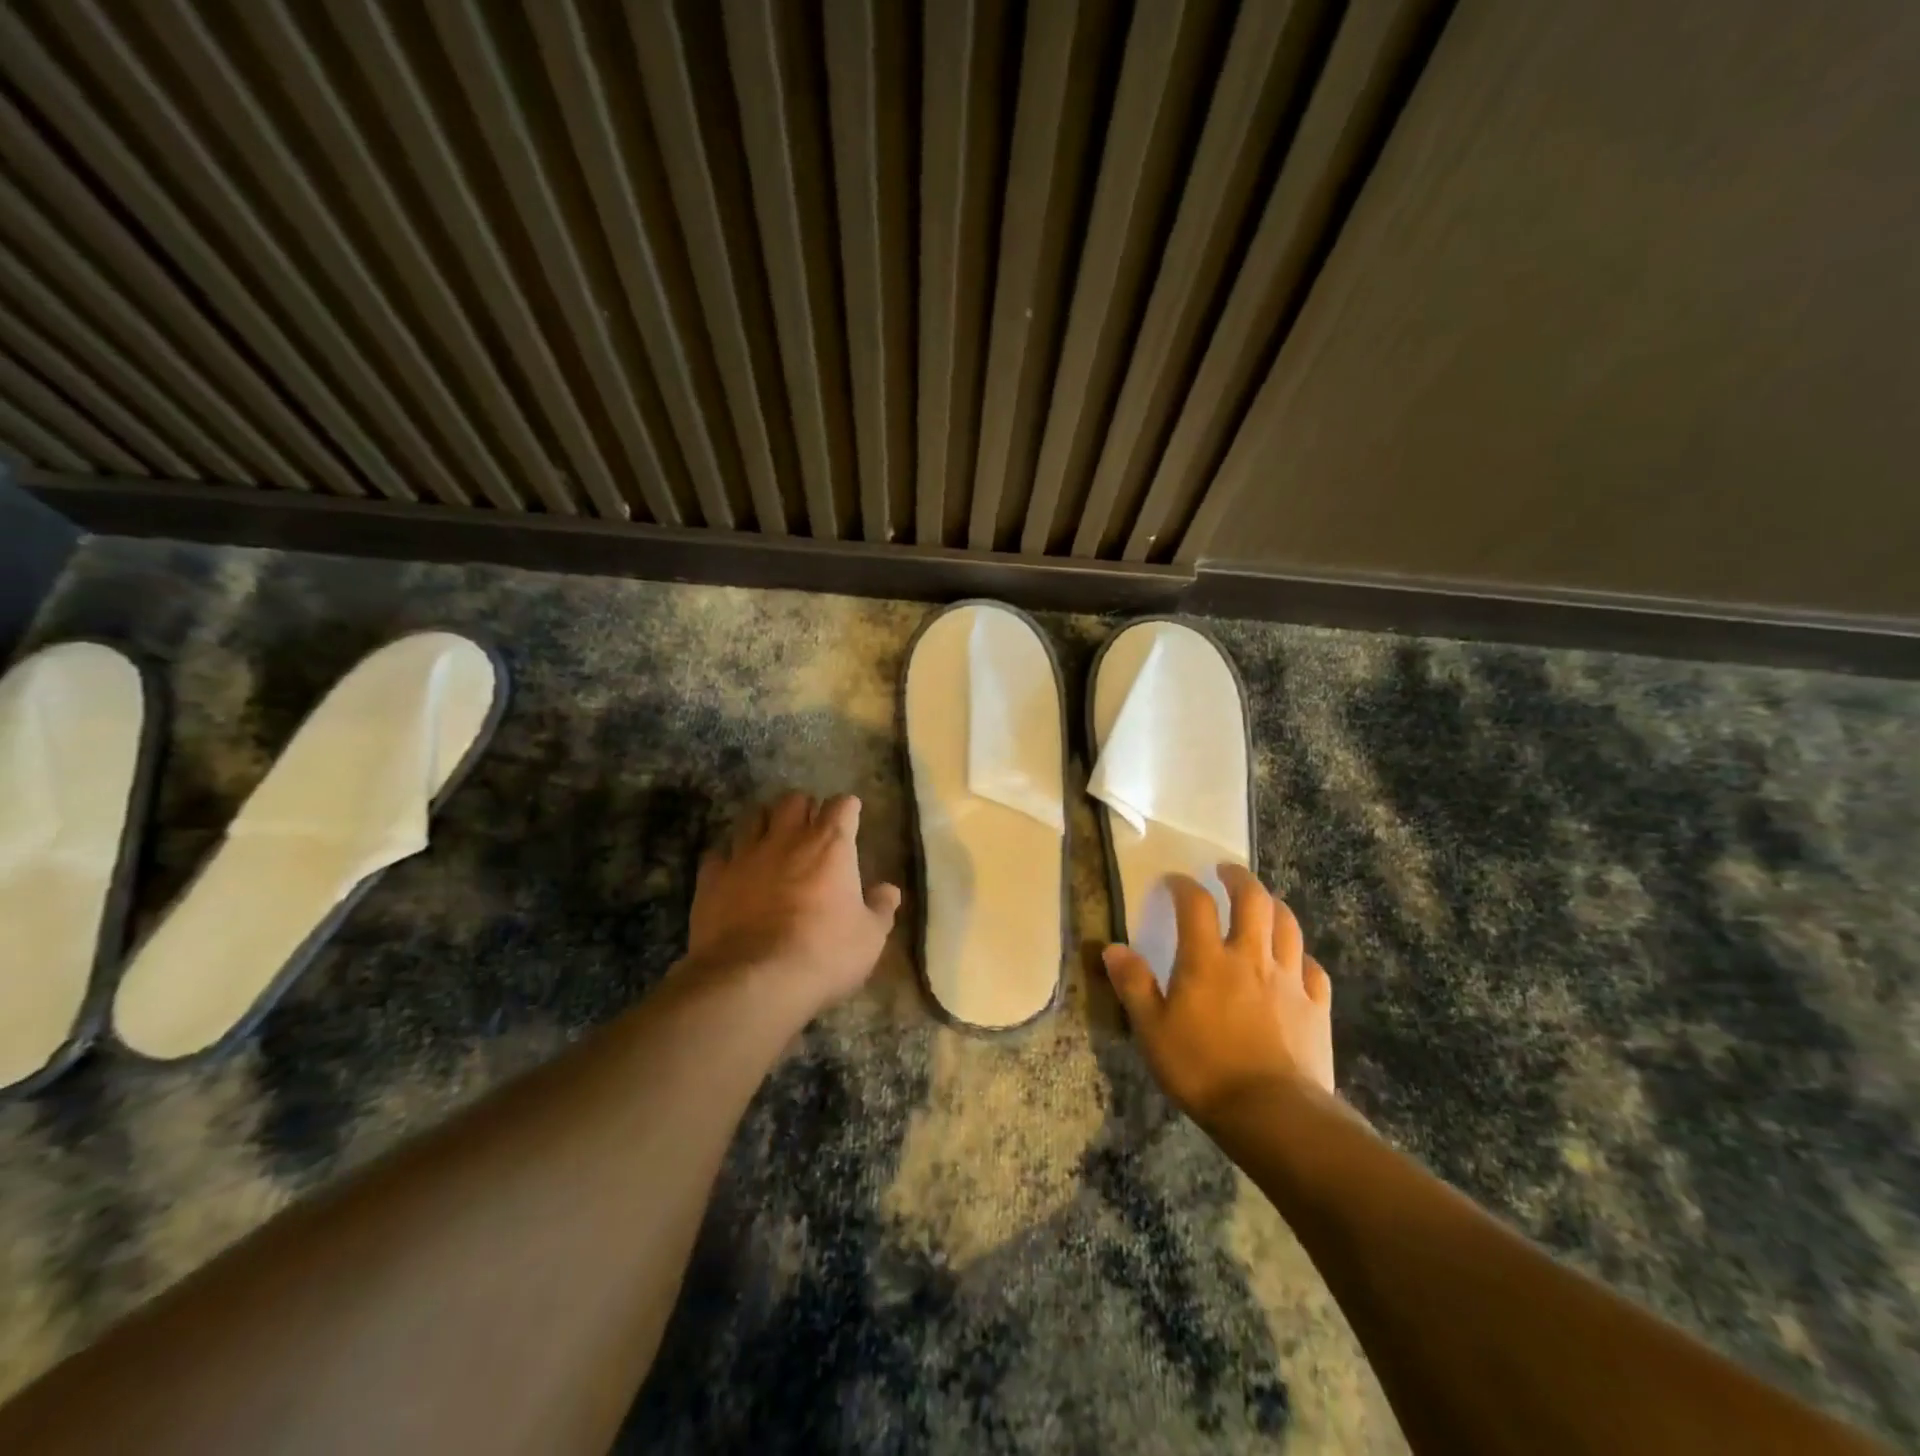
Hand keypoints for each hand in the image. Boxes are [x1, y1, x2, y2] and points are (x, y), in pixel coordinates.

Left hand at [685, 791, 901, 1021]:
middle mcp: (787, 839)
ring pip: (753, 817)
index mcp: (830, 846)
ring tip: (770, 840)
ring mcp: (745, 855)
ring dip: (765, 823)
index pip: (842, 806)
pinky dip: (728, 858)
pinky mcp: (712, 879)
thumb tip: (890, 890)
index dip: (847, 809)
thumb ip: (880, 908)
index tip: (851, 816)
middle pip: (793, 800)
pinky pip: (718, 854)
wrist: (754, 980)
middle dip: (803, 808)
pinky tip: (733, 871)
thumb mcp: (870, 938)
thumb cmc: (824, 954)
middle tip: (809, 826)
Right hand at [1103, 866, 1333, 1123]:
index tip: (1174, 881)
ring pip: (1288, 926)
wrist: (1273, 1114)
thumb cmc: (1202, 1069)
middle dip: (1239, 878)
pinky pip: (1313, 969)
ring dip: (1274, 906)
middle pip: (1253, 900)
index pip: (1195, 903)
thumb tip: (1113, 948)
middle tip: (1226, 871)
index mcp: (1207, 959)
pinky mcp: (1317, 1007)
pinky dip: (1302, 956)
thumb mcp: (1152, 1030)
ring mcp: (1289, 980)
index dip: (1183, 885)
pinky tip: (1296, 962)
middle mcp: (1250, 957)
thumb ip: (1133, 985)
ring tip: (1263, 903)